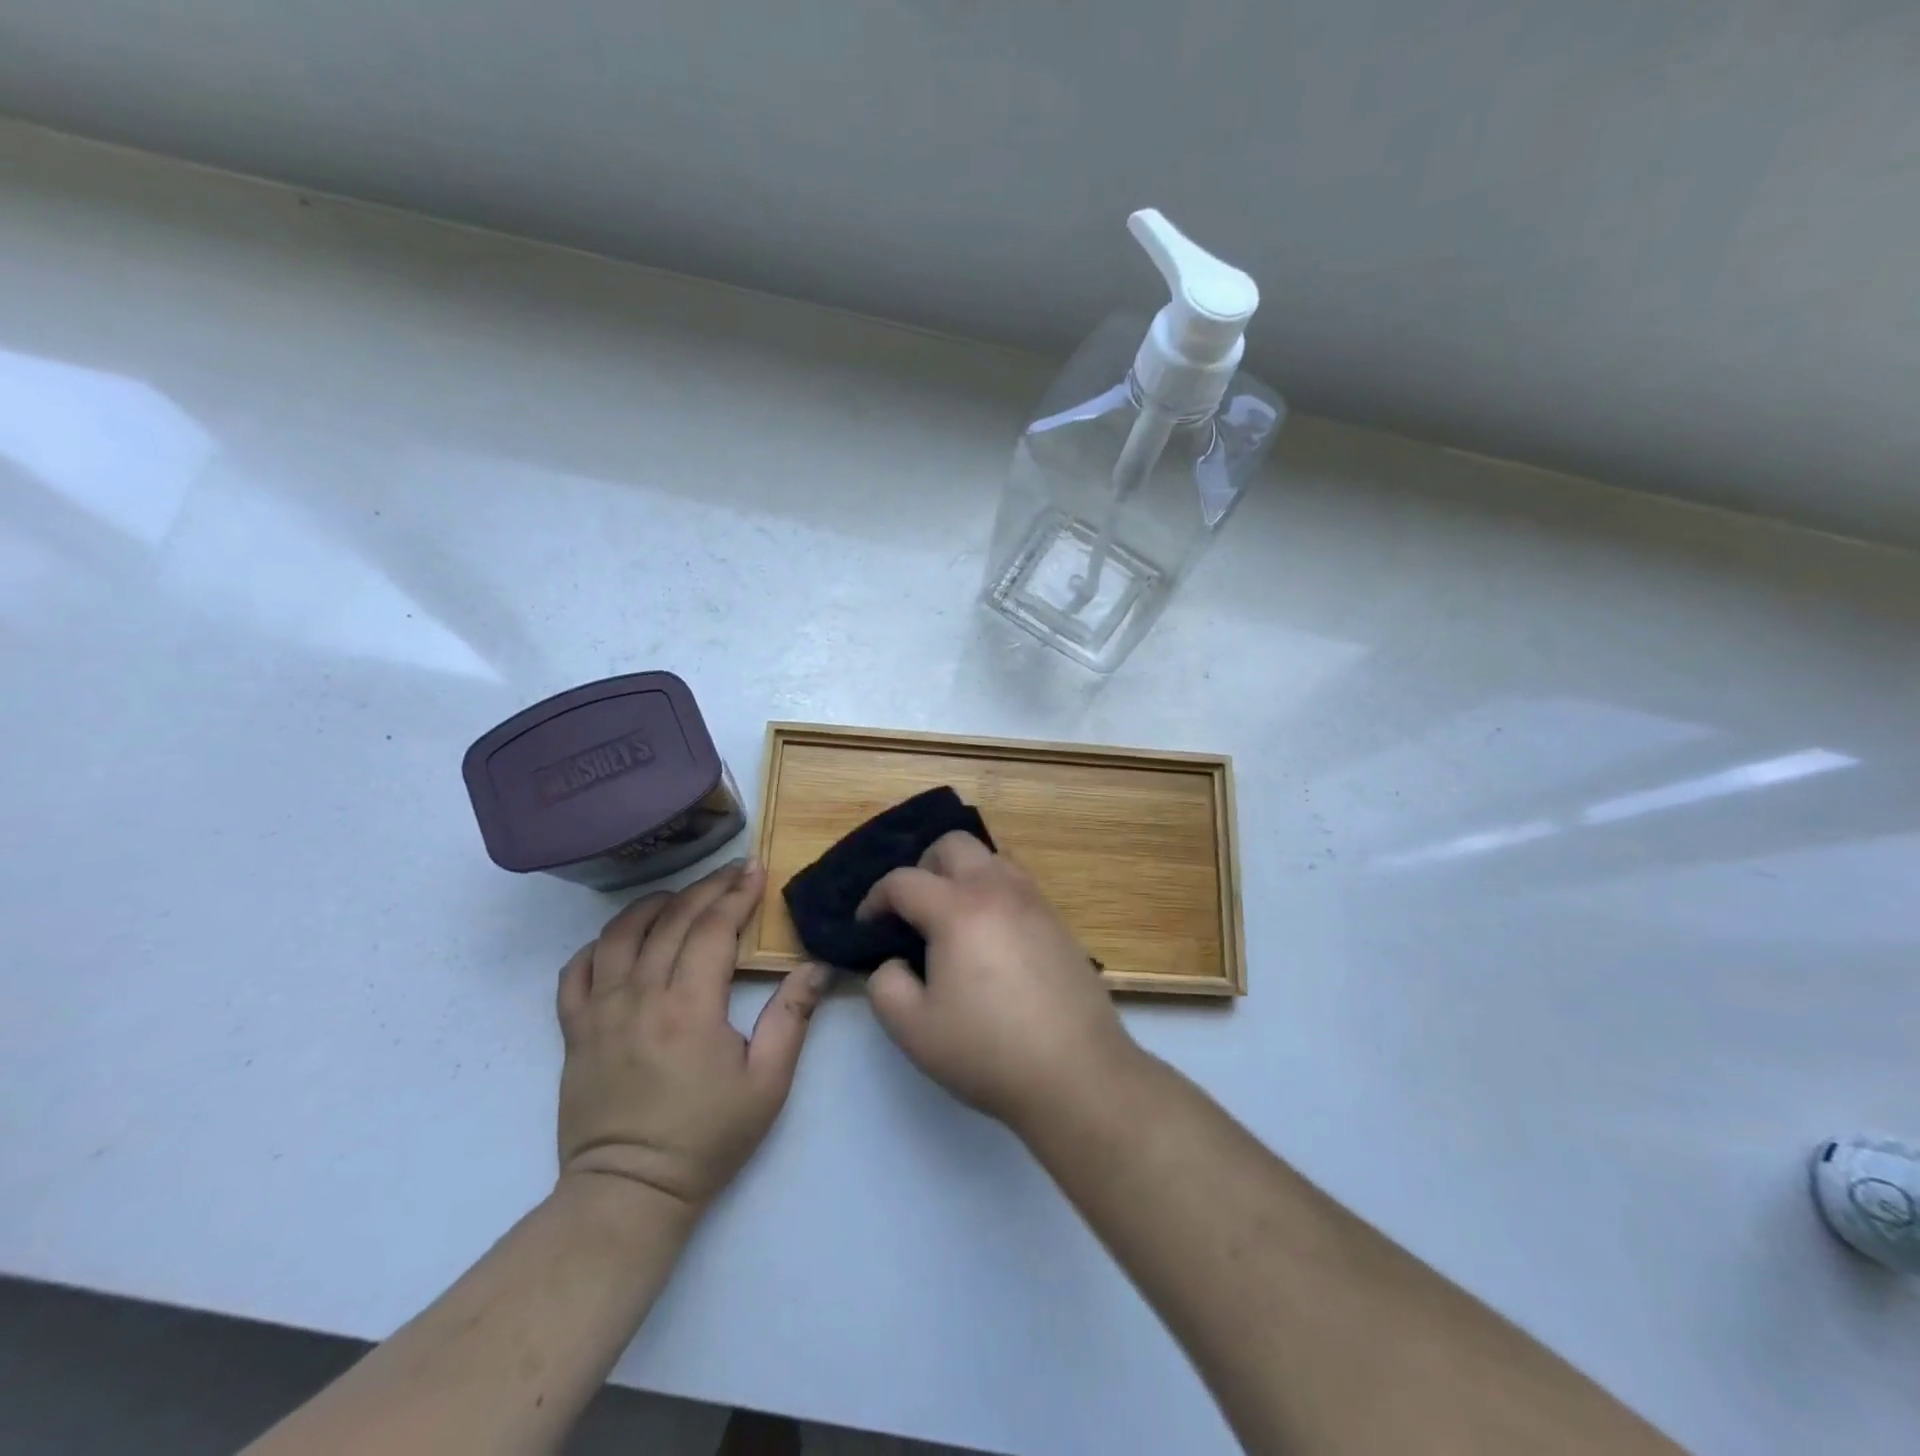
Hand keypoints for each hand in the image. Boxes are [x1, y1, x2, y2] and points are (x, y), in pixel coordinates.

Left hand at [556, 861, 831, 1211]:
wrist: (629, 1192)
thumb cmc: (706, 1138)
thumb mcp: (768, 1083)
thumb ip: (792, 1018)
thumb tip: (817, 966)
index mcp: (690, 1007)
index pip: (714, 928)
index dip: (738, 894)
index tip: (756, 870)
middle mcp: (641, 996)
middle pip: (673, 920)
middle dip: (707, 888)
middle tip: (732, 870)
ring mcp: (600, 1011)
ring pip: (621, 934)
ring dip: (654, 904)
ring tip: (681, 895)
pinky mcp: (574, 1030)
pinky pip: (576, 971)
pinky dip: (599, 944)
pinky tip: (623, 939)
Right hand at [858, 832, 1136, 1130]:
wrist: (1077, 1072)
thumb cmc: (988, 1051)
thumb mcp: (913, 1029)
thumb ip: (885, 985)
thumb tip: (894, 961)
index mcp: (958, 908)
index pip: (903, 880)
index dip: (875, 899)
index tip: (867, 926)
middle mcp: (998, 889)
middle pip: (952, 844)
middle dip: (922, 868)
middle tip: (912, 911)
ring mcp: (1034, 900)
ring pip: (990, 857)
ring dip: (962, 875)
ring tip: (953, 919)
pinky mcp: (1058, 919)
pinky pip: (1017, 883)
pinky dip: (993, 892)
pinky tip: (990, 937)